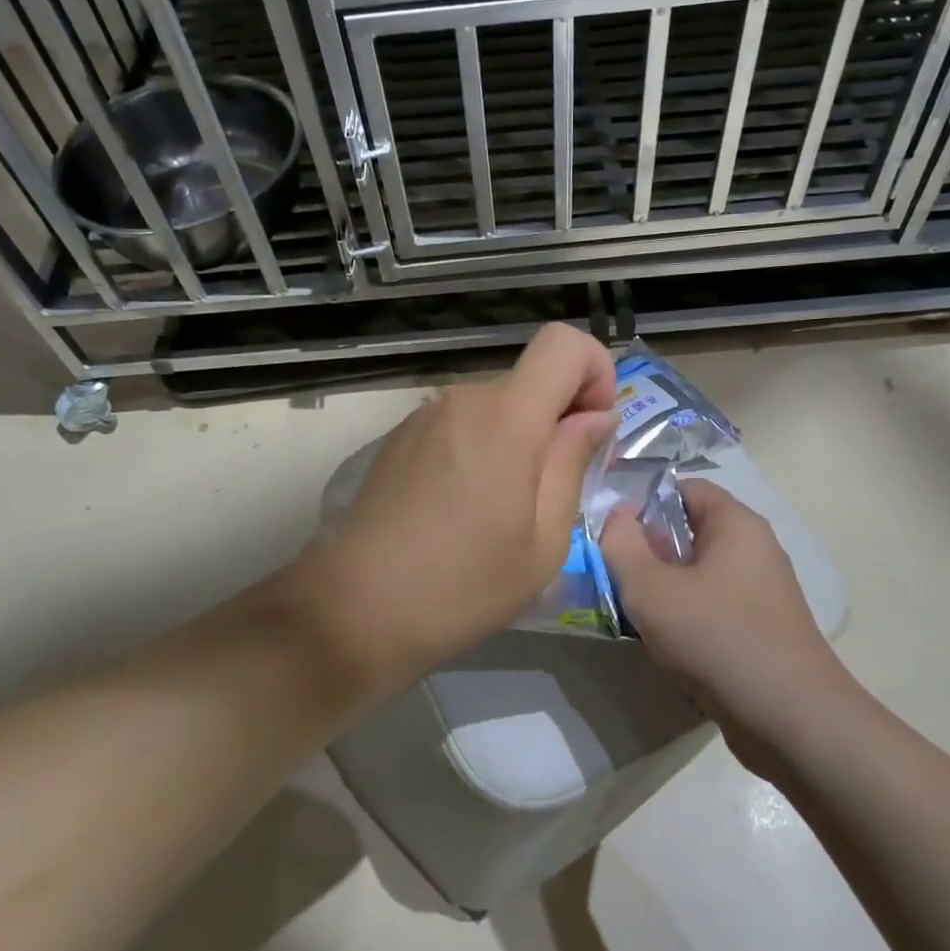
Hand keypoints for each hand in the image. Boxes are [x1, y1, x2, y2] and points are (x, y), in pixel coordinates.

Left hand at [309, 323, 616, 688]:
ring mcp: (425, 415)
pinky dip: (480, 447)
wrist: (354, 608)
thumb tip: (595, 417)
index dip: (594, 371)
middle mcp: (463, 398)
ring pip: (496, 404)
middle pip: (531, 379)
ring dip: (517, 438)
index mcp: (506, 417)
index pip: (563, 342)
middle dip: (556, 418)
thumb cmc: (462, 585)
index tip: (591, 427)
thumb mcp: (543, 540)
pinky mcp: (401, 436)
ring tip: (502, 508)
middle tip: (551, 490)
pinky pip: (461, 423)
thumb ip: (572, 463)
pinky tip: (461, 507)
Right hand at [600, 480, 849, 776]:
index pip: (683, 487)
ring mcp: (762, 590)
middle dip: (649, 548)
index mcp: (736, 523)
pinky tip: (665, 642)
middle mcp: (754, 548)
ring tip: (633, 610)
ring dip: (664, 587)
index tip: (611, 529)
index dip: (643, 501)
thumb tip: (617, 516)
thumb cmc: (718, 639)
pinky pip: (713, 604)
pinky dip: (686, 615)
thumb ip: (622, 545)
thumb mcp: (651, 590)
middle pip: (689, 530)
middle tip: (615, 572)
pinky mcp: (762, 628)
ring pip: (698, 572)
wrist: (792, 722)